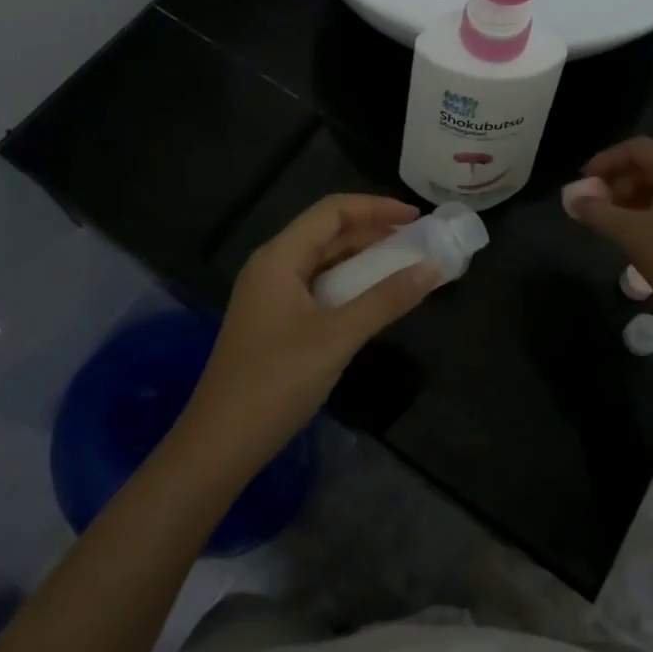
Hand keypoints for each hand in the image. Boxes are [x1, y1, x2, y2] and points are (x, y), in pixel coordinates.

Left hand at [178, 195, 440, 470]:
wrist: (220, 444)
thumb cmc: (277, 380)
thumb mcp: (338, 336)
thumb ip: (385, 299)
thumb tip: (432, 269)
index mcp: (279, 256)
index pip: (332, 211)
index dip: (376, 207)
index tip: (416, 218)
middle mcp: (271, 266)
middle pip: (326, 232)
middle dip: (372, 231)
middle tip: (417, 241)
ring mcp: (269, 294)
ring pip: (321, 260)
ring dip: (361, 258)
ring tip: (402, 264)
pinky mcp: (273, 320)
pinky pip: (316, 286)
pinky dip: (347, 284)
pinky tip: (370, 298)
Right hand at [563, 137, 652, 342]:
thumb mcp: (631, 235)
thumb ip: (597, 212)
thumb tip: (572, 198)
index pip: (638, 148)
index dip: (606, 160)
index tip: (584, 181)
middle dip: (620, 180)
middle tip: (597, 205)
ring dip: (636, 197)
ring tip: (615, 223)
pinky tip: (643, 236)